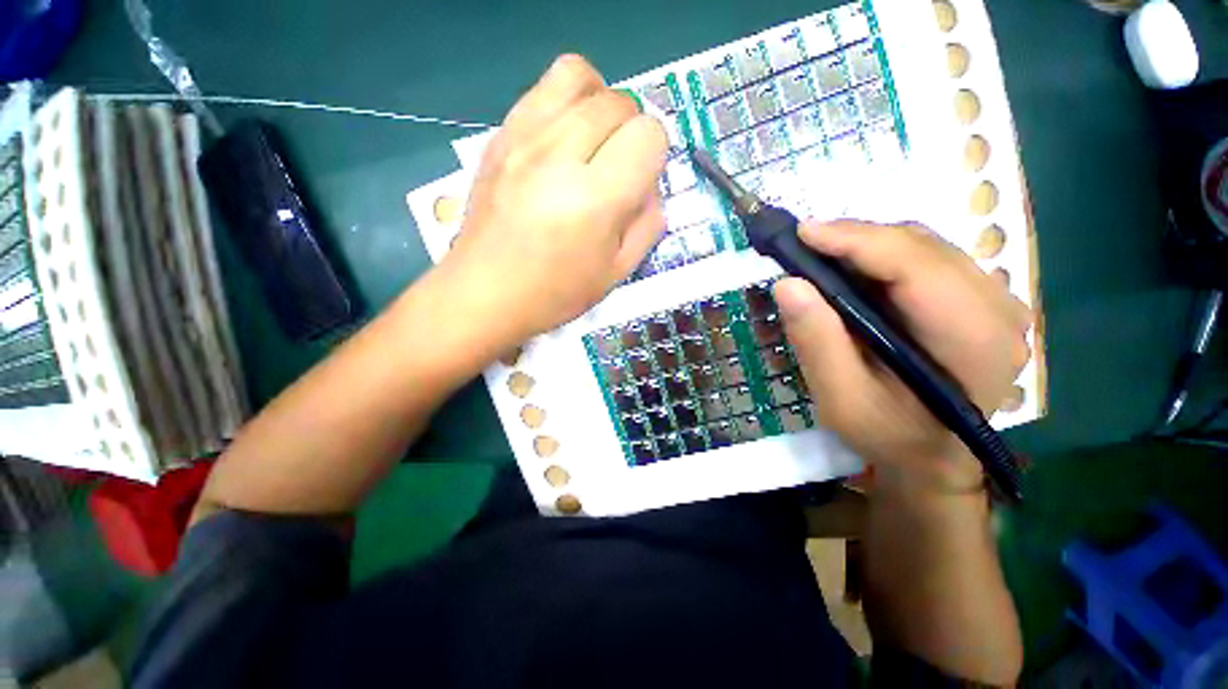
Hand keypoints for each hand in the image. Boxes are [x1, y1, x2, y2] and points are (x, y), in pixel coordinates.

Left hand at [444, 55, 667, 344]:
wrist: (484, 293)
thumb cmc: (555, 293)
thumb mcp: (617, 272)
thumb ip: (647, 224)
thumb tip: (651, 186)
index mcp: (595, 198)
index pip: (649, 134)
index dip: (655, 155)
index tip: (641, 182)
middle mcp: (559, 155)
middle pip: (620, 102)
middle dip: (632, 132)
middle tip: (619, 169)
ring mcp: (523, 138)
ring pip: (581, 76)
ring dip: (601, 104)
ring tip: (594, 142)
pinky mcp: (500, 135)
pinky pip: (543, 87)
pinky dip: (567, 102)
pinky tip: (563, 139)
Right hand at [774, 221, 1031, 489]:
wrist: (933, 458)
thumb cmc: (887, 435)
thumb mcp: (841, 399)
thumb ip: (817, 342)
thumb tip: (787, 284)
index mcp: (972, 340)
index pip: (915, 266)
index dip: (855, 241)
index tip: (802, 233)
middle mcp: (999, 309)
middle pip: (922, 247)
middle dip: (856, 239)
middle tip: (803, 248)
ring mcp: (996, 300)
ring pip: (924, 245)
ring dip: (867, 245)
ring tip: (821, 258)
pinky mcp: (980, 299)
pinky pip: (927, 258)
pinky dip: (883, 256)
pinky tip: (853, 271)